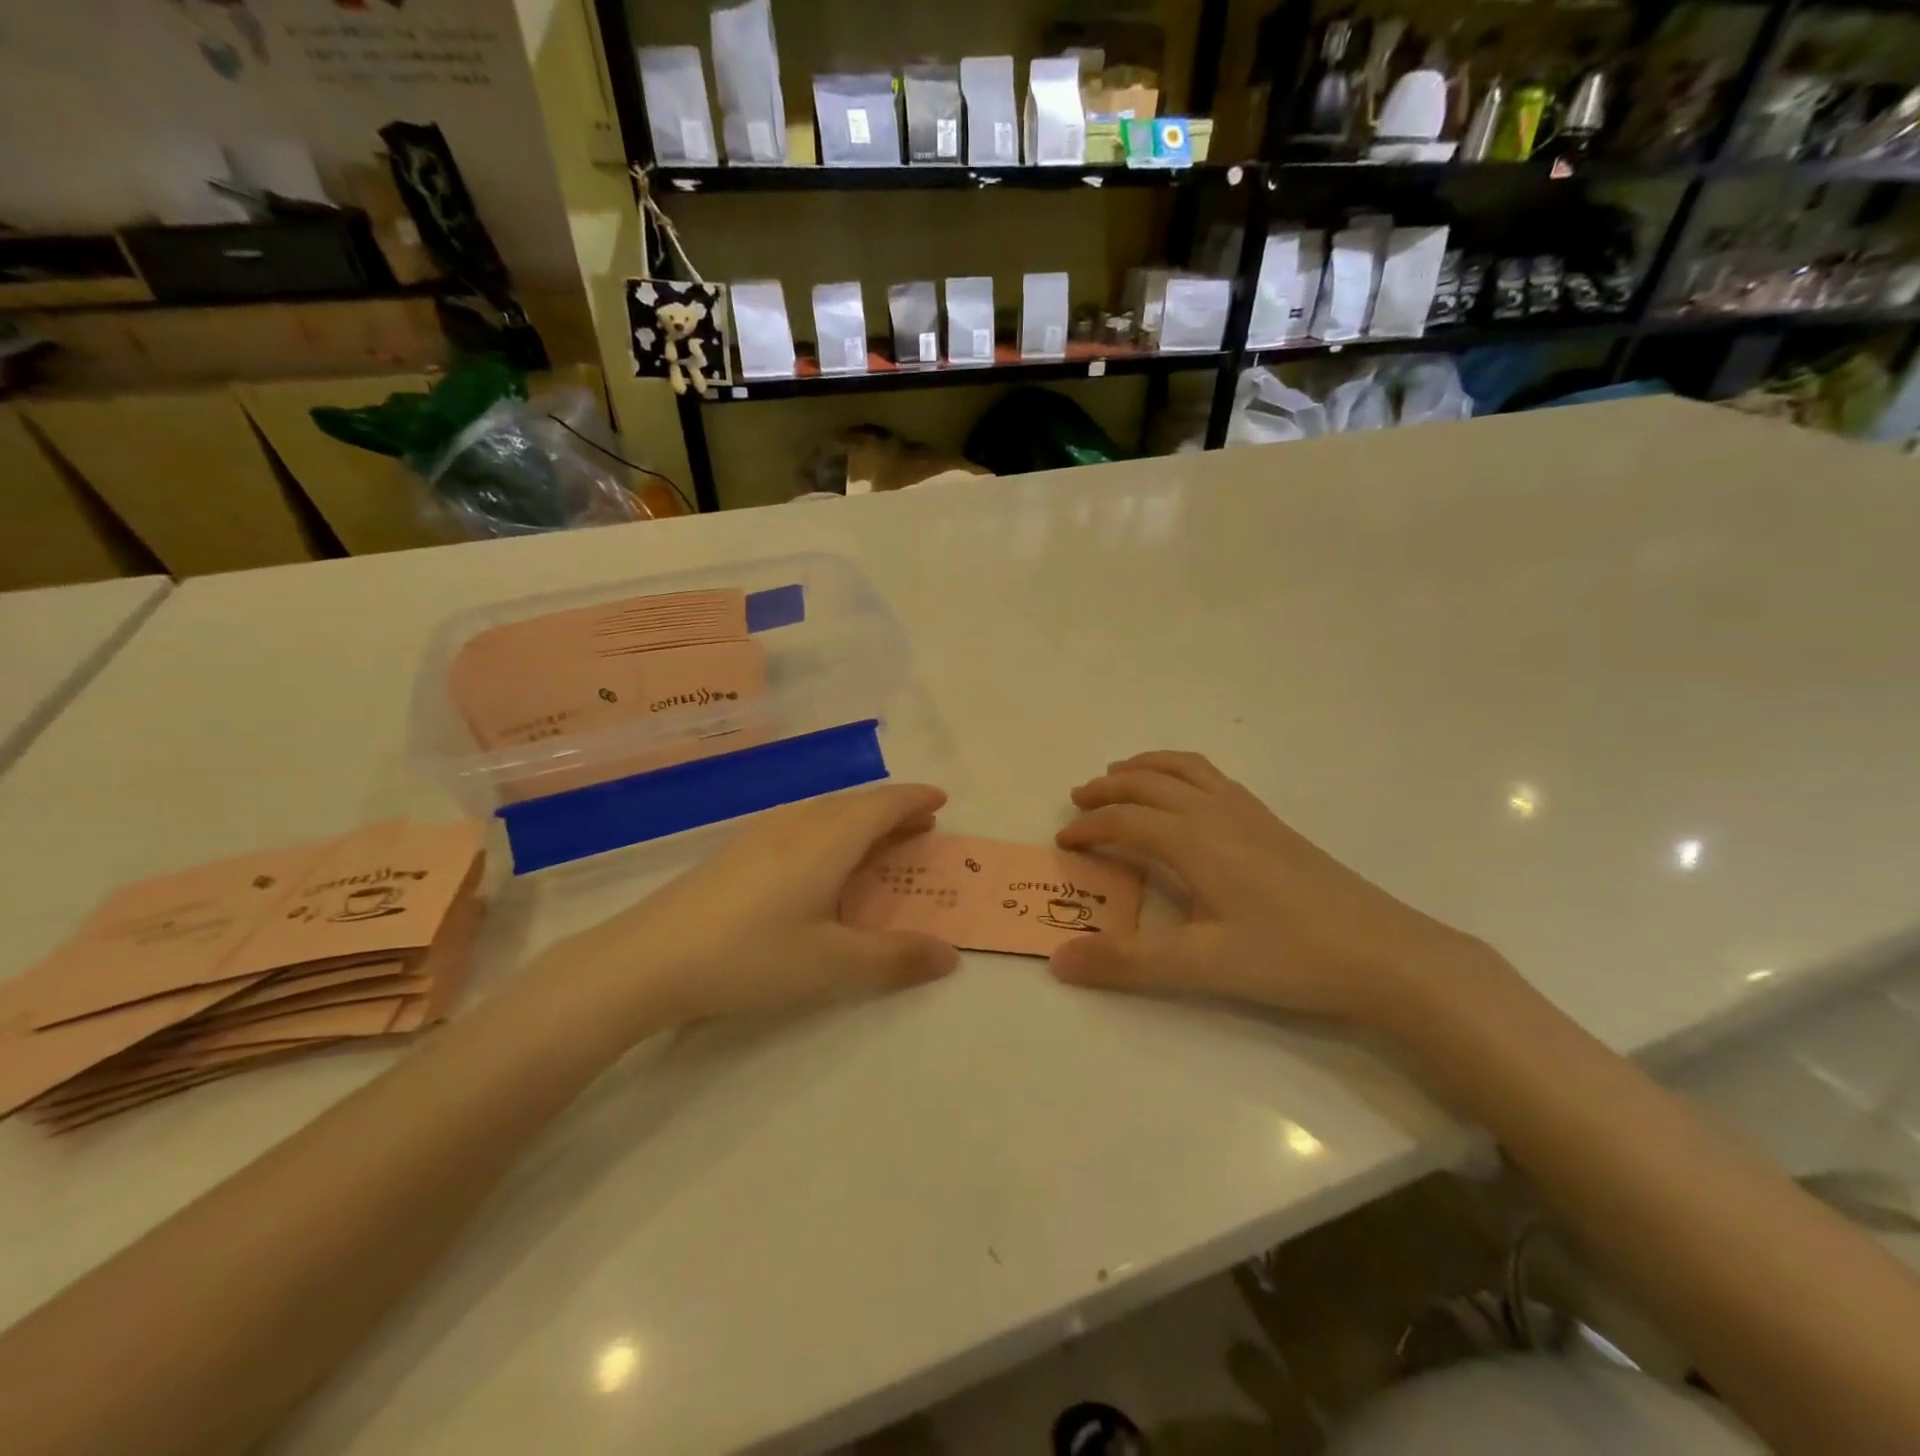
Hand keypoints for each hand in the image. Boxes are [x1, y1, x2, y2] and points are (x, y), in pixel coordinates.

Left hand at [556, 784, 959, 1024]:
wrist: (647, 959)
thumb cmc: (751, 956)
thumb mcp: (832, 965)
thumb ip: (895, 958)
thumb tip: (950, 955)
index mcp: (828, 839)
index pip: (883, 805)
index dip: (915, 800)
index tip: (941, 800)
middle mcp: (797, 823)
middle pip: (855, 804)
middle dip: (892, 811)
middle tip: (919, 828)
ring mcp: (760, 833)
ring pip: (824, 812)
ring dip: (859, 820)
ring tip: (875, 843)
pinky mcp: (735, 851)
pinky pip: (799, 825)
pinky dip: (829, 831)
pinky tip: (816, 861)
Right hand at [1052, 752, 1496, 1027]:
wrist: (1386, 954)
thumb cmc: (1290, 957)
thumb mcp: (1202, 966)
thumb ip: (1128, 961)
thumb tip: (1059, 960)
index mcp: (1195, 840)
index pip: (1126, 819)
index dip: (1089, 828)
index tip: (1063, 843)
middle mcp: (1217, 813)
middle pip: (1149, 782)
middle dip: (1108, 787)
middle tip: (1078, 800)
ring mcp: (1250, 814)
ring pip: (1185, 769)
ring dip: (1146, 767)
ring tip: (1121, 776)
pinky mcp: (1273, 824)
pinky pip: (1214, 778)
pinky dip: (1182, 772)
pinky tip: (1187, 797)